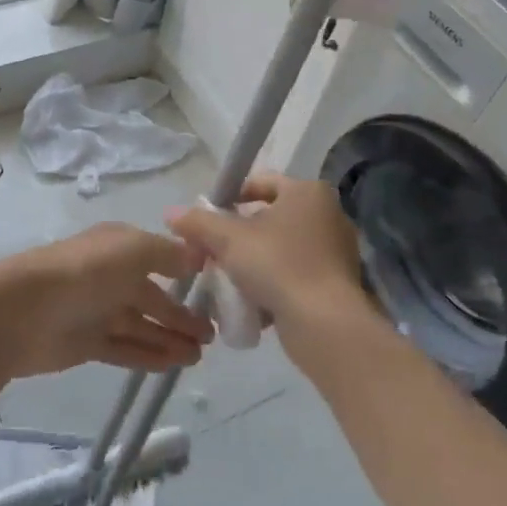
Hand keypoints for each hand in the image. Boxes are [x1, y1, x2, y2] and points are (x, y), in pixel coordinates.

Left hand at [0, 223, 215, 377]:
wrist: (21, 312)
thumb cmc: (83, 272)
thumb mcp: (133, 249)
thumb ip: (169, 253)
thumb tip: (199, 255)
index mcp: (119, 246)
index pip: (161, 257)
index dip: (188, 273)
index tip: (220, 291)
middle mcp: (110, 276)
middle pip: (154, 296)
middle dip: (182, 314)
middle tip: (215, 335)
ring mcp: (98, 311)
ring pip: (143, 325)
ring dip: (171, 338)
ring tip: (200, 356)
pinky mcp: (87, 343)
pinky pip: (126, 349)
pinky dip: (149, 355)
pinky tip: (173, 365)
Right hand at [165, 173, 380, 362]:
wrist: (324, 324)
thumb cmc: (277, 265)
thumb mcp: (228, 239)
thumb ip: (199, 223)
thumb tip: (171, 214)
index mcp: (307, 192)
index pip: (261, 181)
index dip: (230, 196)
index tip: (209, 219)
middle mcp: (327, 215)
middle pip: (269, 218)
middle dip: (237, 236)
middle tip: (212, 252)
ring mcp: (335, 251)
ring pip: (279, 250)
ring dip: (252, 263)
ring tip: (227, 281)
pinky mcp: (335, 284)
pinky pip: (293, 276)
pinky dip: (272, 285)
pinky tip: (250, 303)